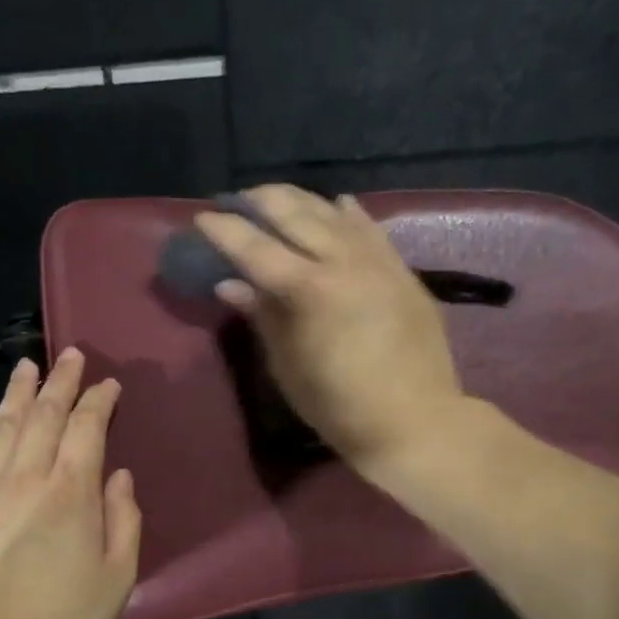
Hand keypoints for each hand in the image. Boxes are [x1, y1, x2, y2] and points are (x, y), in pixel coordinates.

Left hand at [0, 349, 141, 618]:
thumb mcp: (119, 574)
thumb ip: (124, 518)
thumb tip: (117, 476)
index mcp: (71, 490)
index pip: (87, 427)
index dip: (99, 400)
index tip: (109, 385)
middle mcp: (25, 477)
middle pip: (43, 415)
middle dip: (60, 381)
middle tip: (70, 355)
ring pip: (1, 428)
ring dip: (16, 394)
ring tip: (26, 366)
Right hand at [195, 184, 464, 475]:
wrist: (415, 420)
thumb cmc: (339, 405)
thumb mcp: (288, 366)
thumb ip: (262, 316)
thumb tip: (231, 284)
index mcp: (309, 289)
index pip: (256, 247)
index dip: (226, 230)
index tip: (203, 218)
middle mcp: (343, 261)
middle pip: (295, 214)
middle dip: (261, 201)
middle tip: (238, 200)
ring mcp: (377, 260)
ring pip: (333, 213)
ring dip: (301, 200)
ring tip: (278, 198)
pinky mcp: (402, 270)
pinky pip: (371, 228)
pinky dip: (348, 213)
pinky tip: (338, 203)